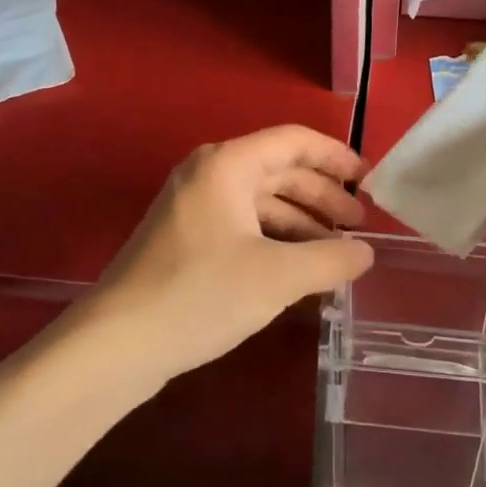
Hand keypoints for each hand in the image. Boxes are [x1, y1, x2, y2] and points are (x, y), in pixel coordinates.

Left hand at [79, 126, 375, 386]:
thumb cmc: (200, 295)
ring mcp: (194, 207)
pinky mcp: (186, 240)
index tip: (369, 182)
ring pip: (261, 202)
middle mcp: (209, 175)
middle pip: (279, 171)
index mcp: (228, 165)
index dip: (336, 157)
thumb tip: (366, 253)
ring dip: (302, 223)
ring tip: (336, 253)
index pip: (294, 142)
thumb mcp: (278, 277)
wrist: (116, 344)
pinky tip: (299, 270)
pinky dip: (276, 241)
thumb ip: (331, 259)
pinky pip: (243, 226)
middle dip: (322, 196)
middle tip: (359, 227)